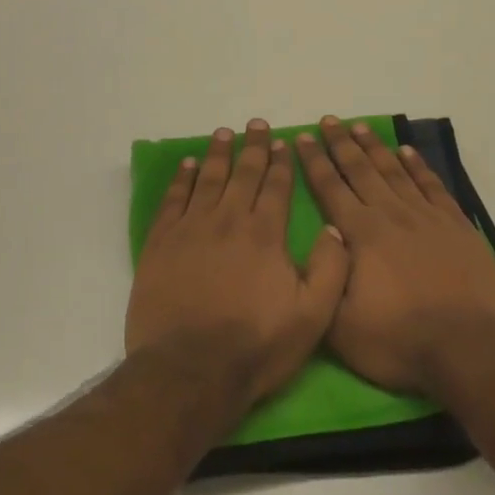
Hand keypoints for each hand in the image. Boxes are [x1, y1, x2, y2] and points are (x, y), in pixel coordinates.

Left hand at [126, 119, 350, 406]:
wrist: (191, 369)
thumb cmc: (256, 346)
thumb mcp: (313, 316)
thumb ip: (330, 269)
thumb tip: (333, 228)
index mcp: (266, 234)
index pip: (277, 187)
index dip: (281, 163)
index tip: (283, 142)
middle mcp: (229, 220)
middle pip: (243, 174)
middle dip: (252, 147)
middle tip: (255, 124)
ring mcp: (191, 229)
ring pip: (208, 179)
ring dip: (218, 154)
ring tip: (223, 133)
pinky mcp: (161, 243)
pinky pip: (173, 200)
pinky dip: (182, 179)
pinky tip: (188, 165)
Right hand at [294, 117, 494, 397]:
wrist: (467, 348)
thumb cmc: (397, 340)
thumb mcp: (340, 324)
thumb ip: (324, 278)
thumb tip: (323, 239)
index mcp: (360, 234)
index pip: (330, 188)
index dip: (315, 162)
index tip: (304, 138)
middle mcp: (391, 215)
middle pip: (361, 170)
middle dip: (341, 144)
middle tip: (329, 120)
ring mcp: (427, 217)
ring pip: (395, 171)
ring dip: (376, 147)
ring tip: (361, 127)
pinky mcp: (456, 226)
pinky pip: (432, 186)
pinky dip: (418, 166)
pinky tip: (408, 152)